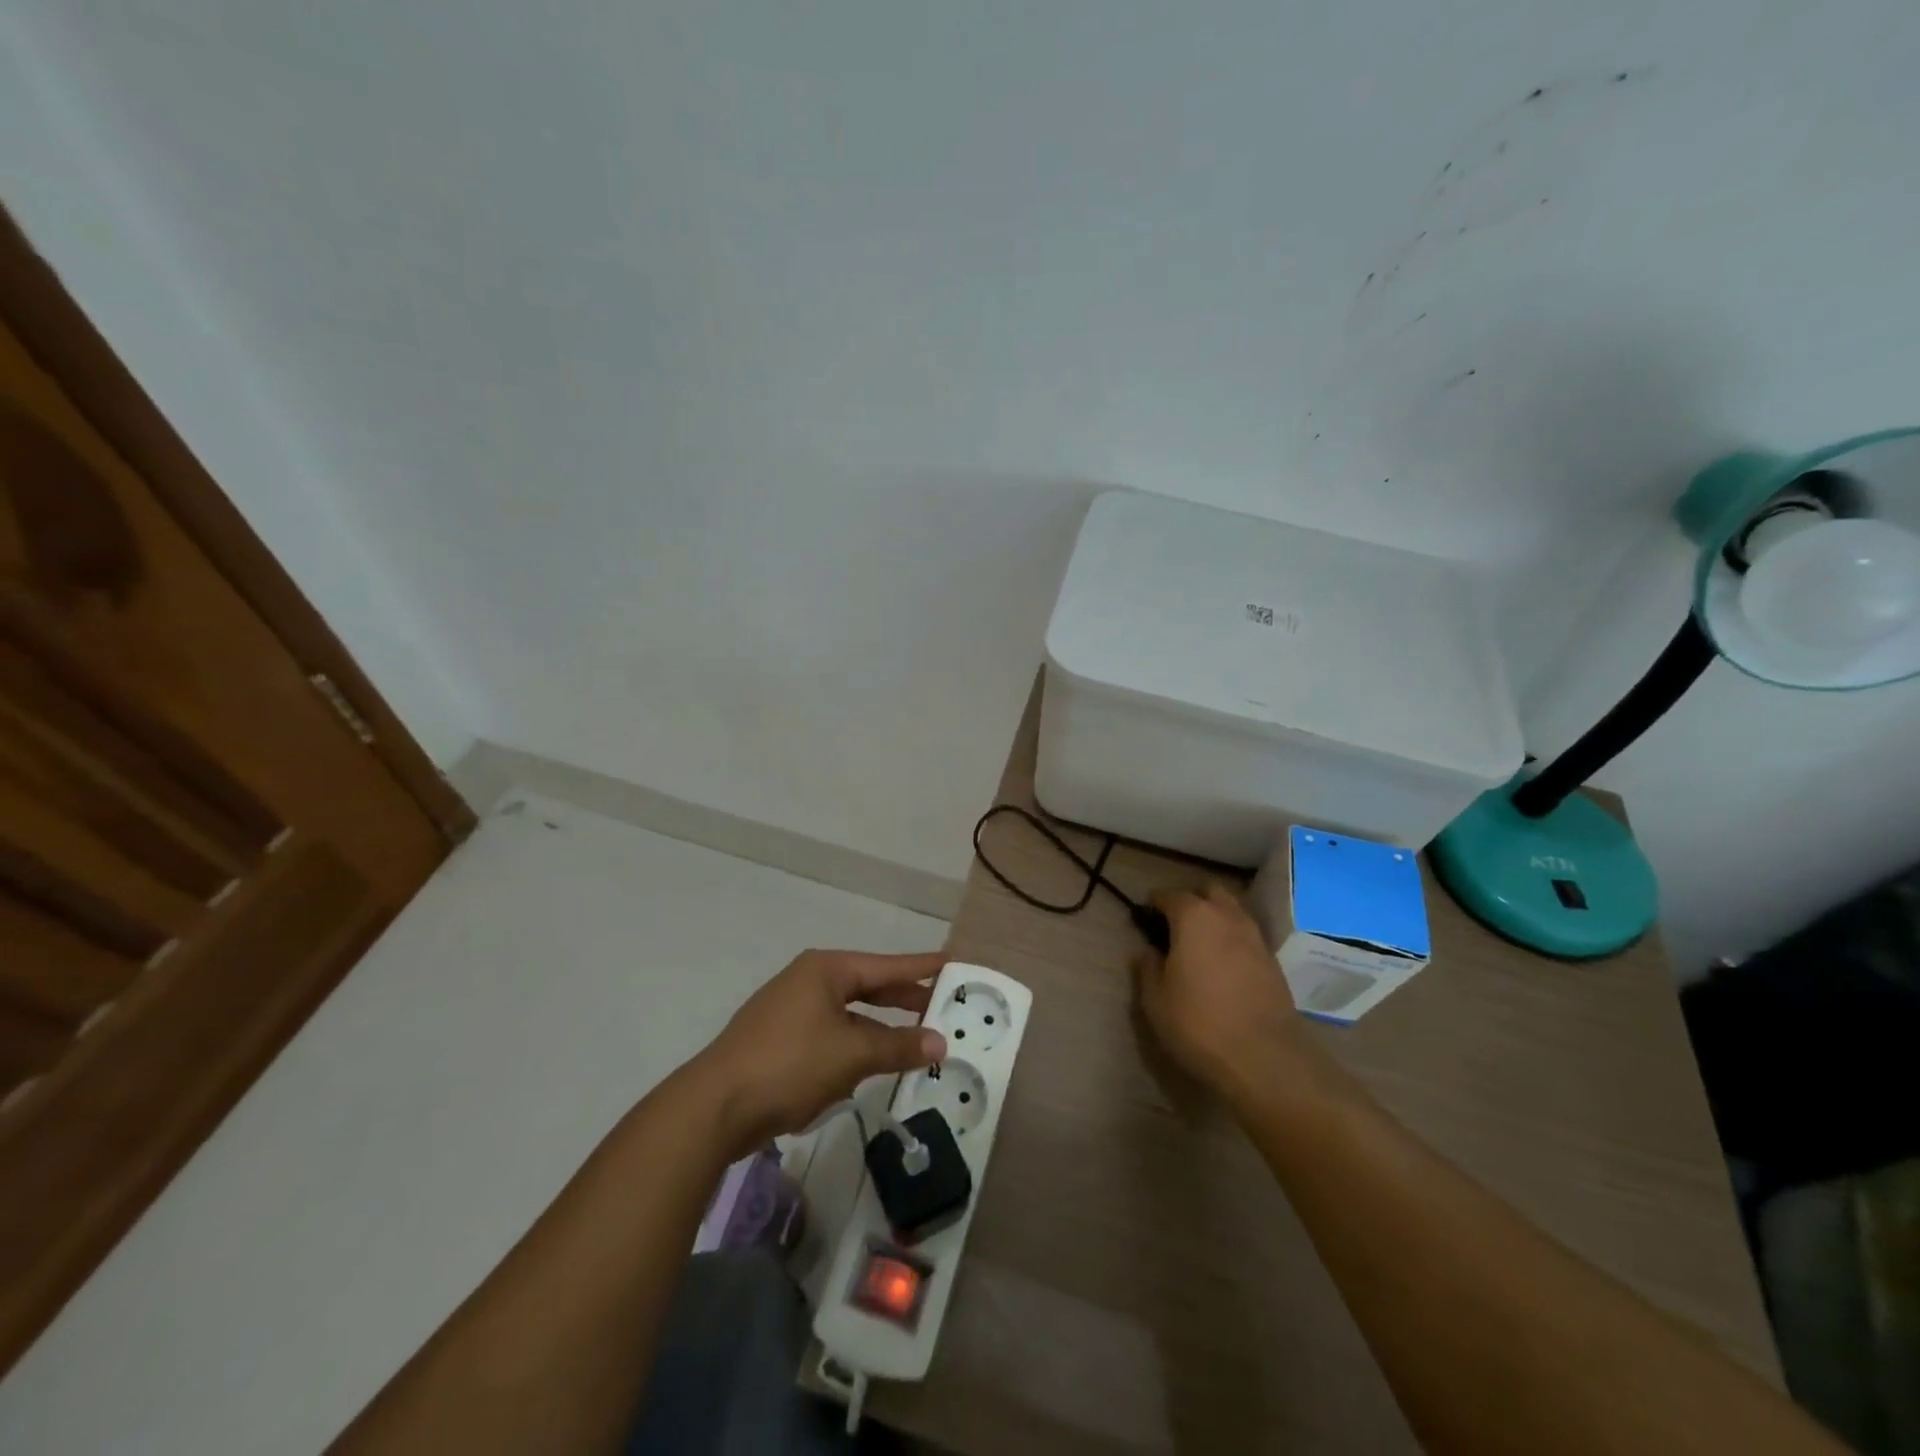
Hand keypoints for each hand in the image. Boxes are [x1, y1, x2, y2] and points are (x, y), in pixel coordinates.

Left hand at [692, 949, 948, 1157]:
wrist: (714, 1107)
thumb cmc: (789, 1064)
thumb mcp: (852, 1054)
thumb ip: (898, 1046)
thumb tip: (941, 1042)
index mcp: (826, 970)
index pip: (886, 965)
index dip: (921, 967)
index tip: (952, 962)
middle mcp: (808, 982)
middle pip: (868, 987)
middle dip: (903, 1000)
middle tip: (941, 1006)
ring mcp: (791, 1012)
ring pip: (849, 1015)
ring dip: (878, 1030)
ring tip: (912, 1042)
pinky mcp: (780, 1042)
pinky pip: (830, 1037)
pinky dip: (852, 1048)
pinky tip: (866, 1069)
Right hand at [1134, 884, 1306, 1101]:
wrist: (1264, 1058)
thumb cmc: (1198, 1023)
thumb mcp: (1156, 1000)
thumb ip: (1147, 968)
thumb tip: (1146, 950)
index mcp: (1194, 917)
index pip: (1169, 895)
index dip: (1154, 903)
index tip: (1144, 917)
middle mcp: (1227, 917)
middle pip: (1209, 892)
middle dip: (1191, 900)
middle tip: (1175, 924)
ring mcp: (1255, 937)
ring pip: (1233, 911)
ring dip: (1216, 917)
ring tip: (1200, 944)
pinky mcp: (1273, 961)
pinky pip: (1247, 935)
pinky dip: (1233, 939)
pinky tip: (1223, 964)